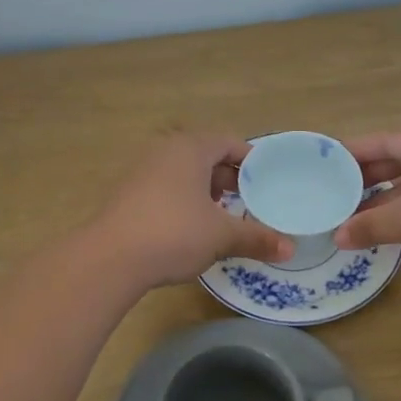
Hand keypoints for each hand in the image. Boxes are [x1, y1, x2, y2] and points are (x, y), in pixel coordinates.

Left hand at [91, 133, 293, 285]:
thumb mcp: (221, 236)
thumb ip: (257, 238)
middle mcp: (165, 151)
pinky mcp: (128, 194)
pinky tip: (191, 228)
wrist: (110, 258)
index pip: (229, 142)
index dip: (252, 161)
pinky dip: (184, 200)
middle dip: (229, 177)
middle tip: (250, 201)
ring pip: (184, 173)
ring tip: (223, 216)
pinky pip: (166, 188)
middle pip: (206, 155)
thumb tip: (290, 249)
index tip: (268, 181)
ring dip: (206, 190)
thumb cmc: (174, 233)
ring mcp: (142, 171)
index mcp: (191, 148)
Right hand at [332, 131, 400, 268]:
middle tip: (334, 192)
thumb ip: (373, 224)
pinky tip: (383, 228)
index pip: (384, 140)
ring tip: (351, 214)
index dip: (354, 151)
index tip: (325, 163)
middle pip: (397, 161)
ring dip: (384, 199)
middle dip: (366, 178)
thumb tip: (337, 237)